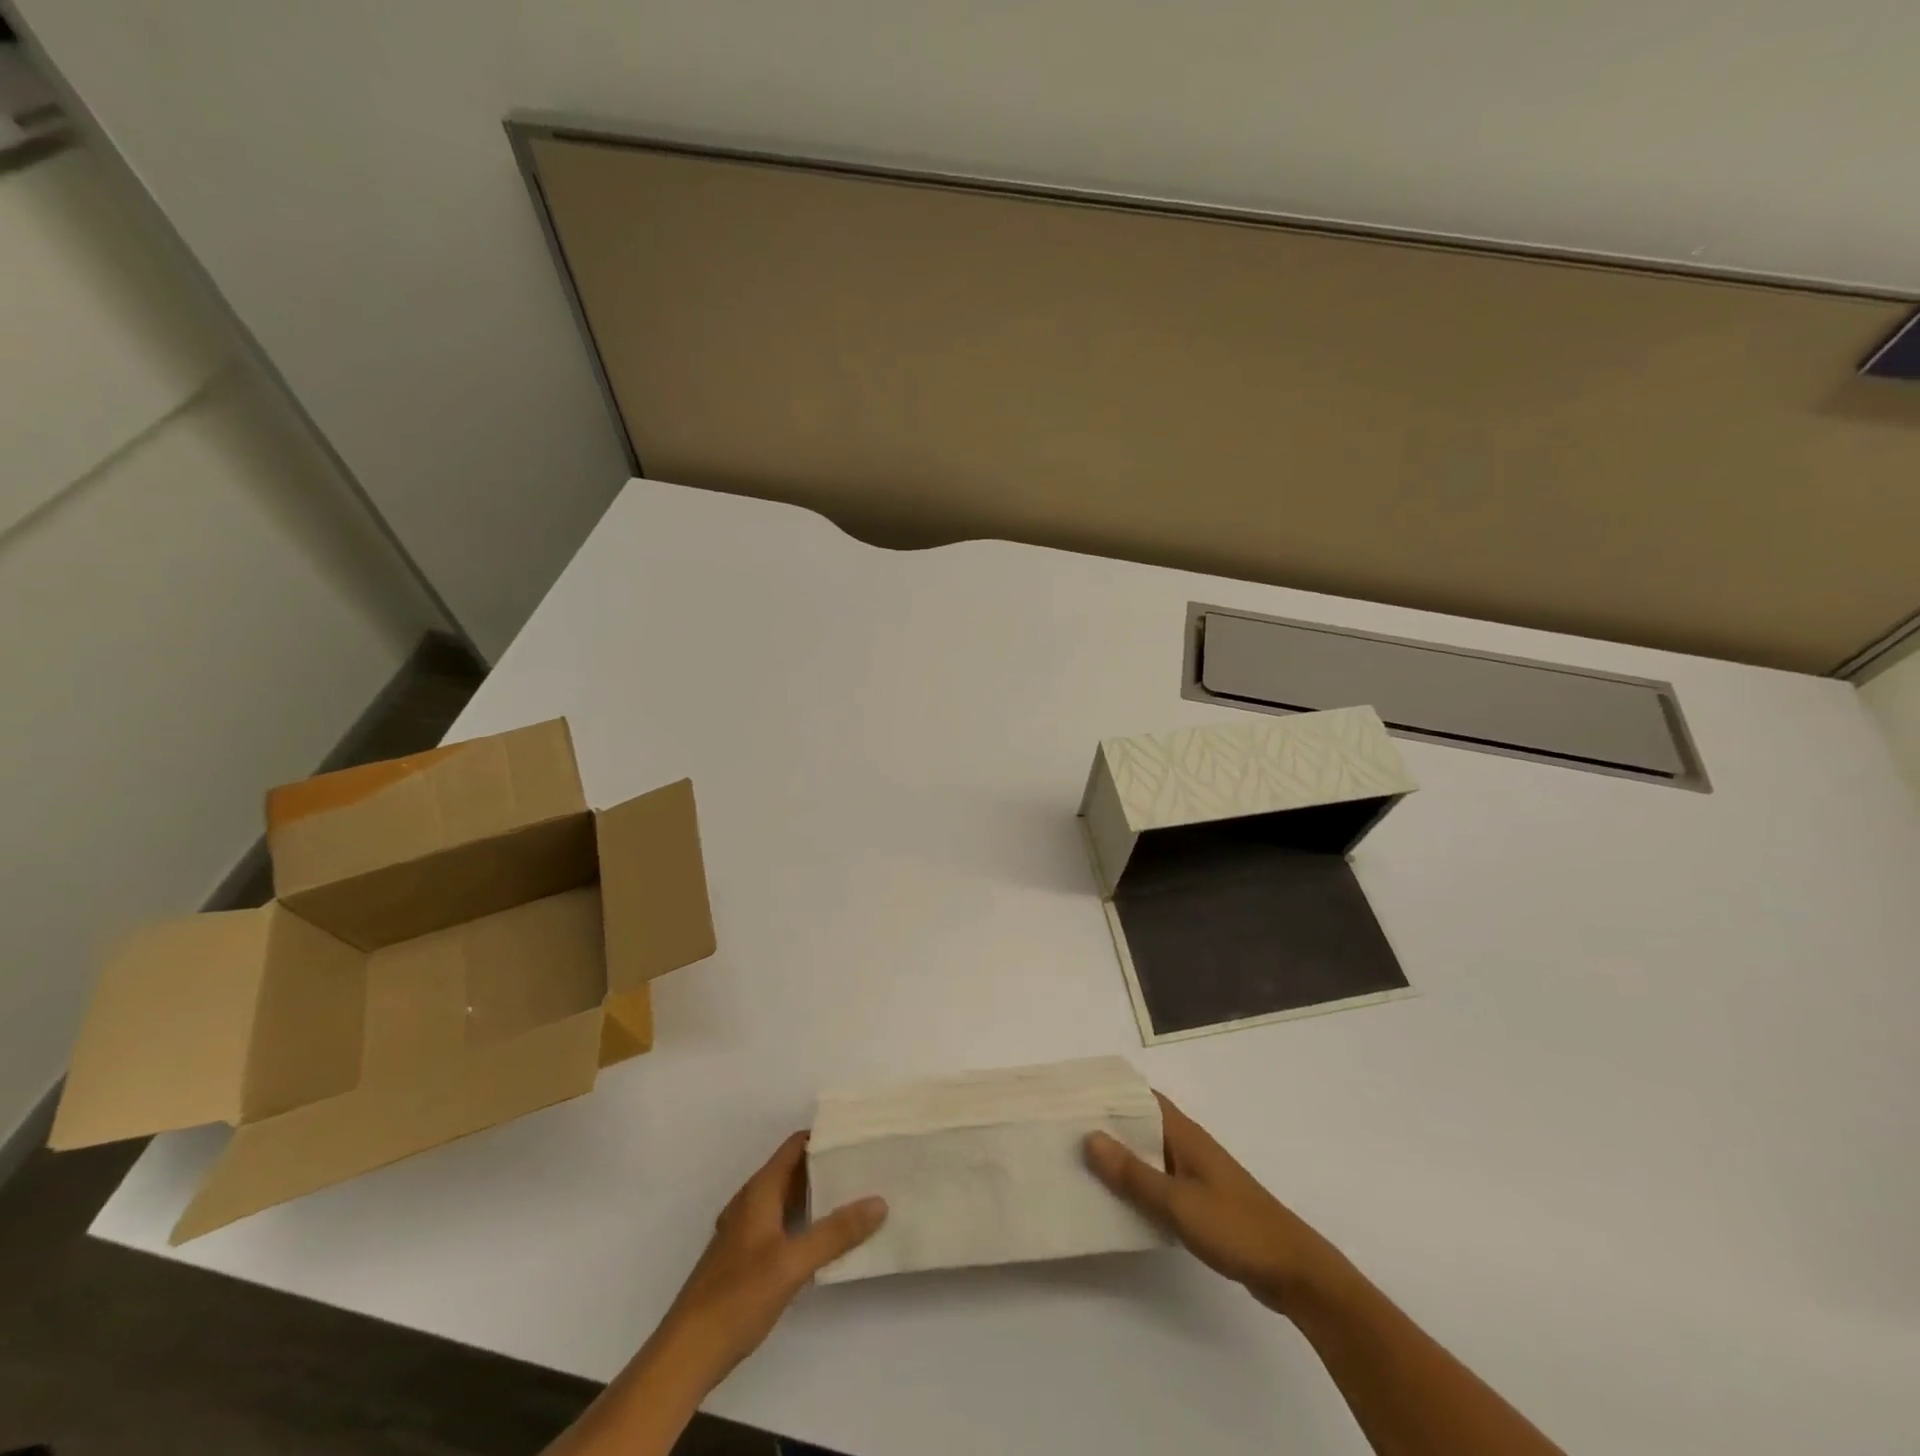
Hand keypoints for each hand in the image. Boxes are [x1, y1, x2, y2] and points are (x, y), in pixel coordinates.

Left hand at [657, 1131, 887, 1383]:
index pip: (795, 1146)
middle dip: (826, 1166)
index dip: (824, 1136)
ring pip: (786, 1199)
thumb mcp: (792, 1263)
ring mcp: (745, 1231)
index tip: (857, 1135)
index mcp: (759, 1192)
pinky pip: (780, 1224)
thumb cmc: (738, 1297)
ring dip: (815, 1195)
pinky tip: (825, 1240)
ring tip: (855, 1197)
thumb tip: (879, 1201)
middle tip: (865, 1165)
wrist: (686, 1354)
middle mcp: (750, 1203)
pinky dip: (803, 1221)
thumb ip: (835, 1233)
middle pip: (792, 1170)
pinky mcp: (744, 1258)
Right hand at [1086, 1093, 1342, 1317]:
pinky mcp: (1199, 1201)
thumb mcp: (1178, 1203)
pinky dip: (1136, 1183)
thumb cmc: (1235, 1227)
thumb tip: (1090, 1137)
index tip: (1074, 1094)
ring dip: (1119, 1156)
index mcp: (1185, 1134)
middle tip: (1064, 1128)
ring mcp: (1195, 1174)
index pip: (1141, 1097)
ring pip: (1148, 1154)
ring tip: (1078, 1161)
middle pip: (1141, 1124)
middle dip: (1107, 1124)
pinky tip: (1114, 1199)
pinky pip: (1158, 1181)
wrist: (1293, 1272)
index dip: (1110, 1092)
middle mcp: (1188, 1145)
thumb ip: (1133, 1173)